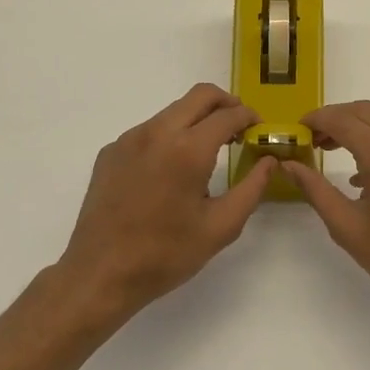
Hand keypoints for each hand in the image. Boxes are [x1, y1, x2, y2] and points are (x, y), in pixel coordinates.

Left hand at [53, 84, 277, 325]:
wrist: (100, 274)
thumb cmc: (166, 254)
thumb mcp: (221, 227)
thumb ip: (252, 188)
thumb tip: (269, 161)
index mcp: (188, 150)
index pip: (228, 114)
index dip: (249, 117)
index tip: (259, 129)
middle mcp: (157, 132)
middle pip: (200, 95)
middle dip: (226, 104)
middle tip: (239, 127)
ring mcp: (129, 139)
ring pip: (173, 111)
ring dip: (197, 119)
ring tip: (207, 152)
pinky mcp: (111, 151)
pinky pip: (149, 130)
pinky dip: (169, 137)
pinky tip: (170, 171)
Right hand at [281, 100, 369, 323]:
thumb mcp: (348, 228)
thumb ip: (316, 190)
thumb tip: (289, 166)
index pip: (343, 120)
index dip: (317, 120)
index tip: (298, 130)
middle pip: (365, 112)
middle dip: (336, 120)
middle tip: (314, 141)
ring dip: (360, 130)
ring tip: (337, 154)